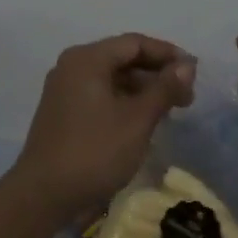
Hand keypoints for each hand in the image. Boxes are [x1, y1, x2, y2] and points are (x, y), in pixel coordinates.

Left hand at [10, 33, 196, 213]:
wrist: (43, 195)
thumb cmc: (94, 152)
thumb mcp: (137, 120)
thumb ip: (164, 89)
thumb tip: (187, 66)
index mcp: (87, 59)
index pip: (134, 43)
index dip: (167, 54)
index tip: (194, 72)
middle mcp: (72, 66)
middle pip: (122, 58)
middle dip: (156, 74)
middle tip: (186, 97)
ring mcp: (64, 90)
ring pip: (112, 78)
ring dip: (142, 90)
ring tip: (169, 111)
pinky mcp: (63, 112)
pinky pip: (100, 95)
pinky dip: (124, 102)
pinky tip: (143, 121)